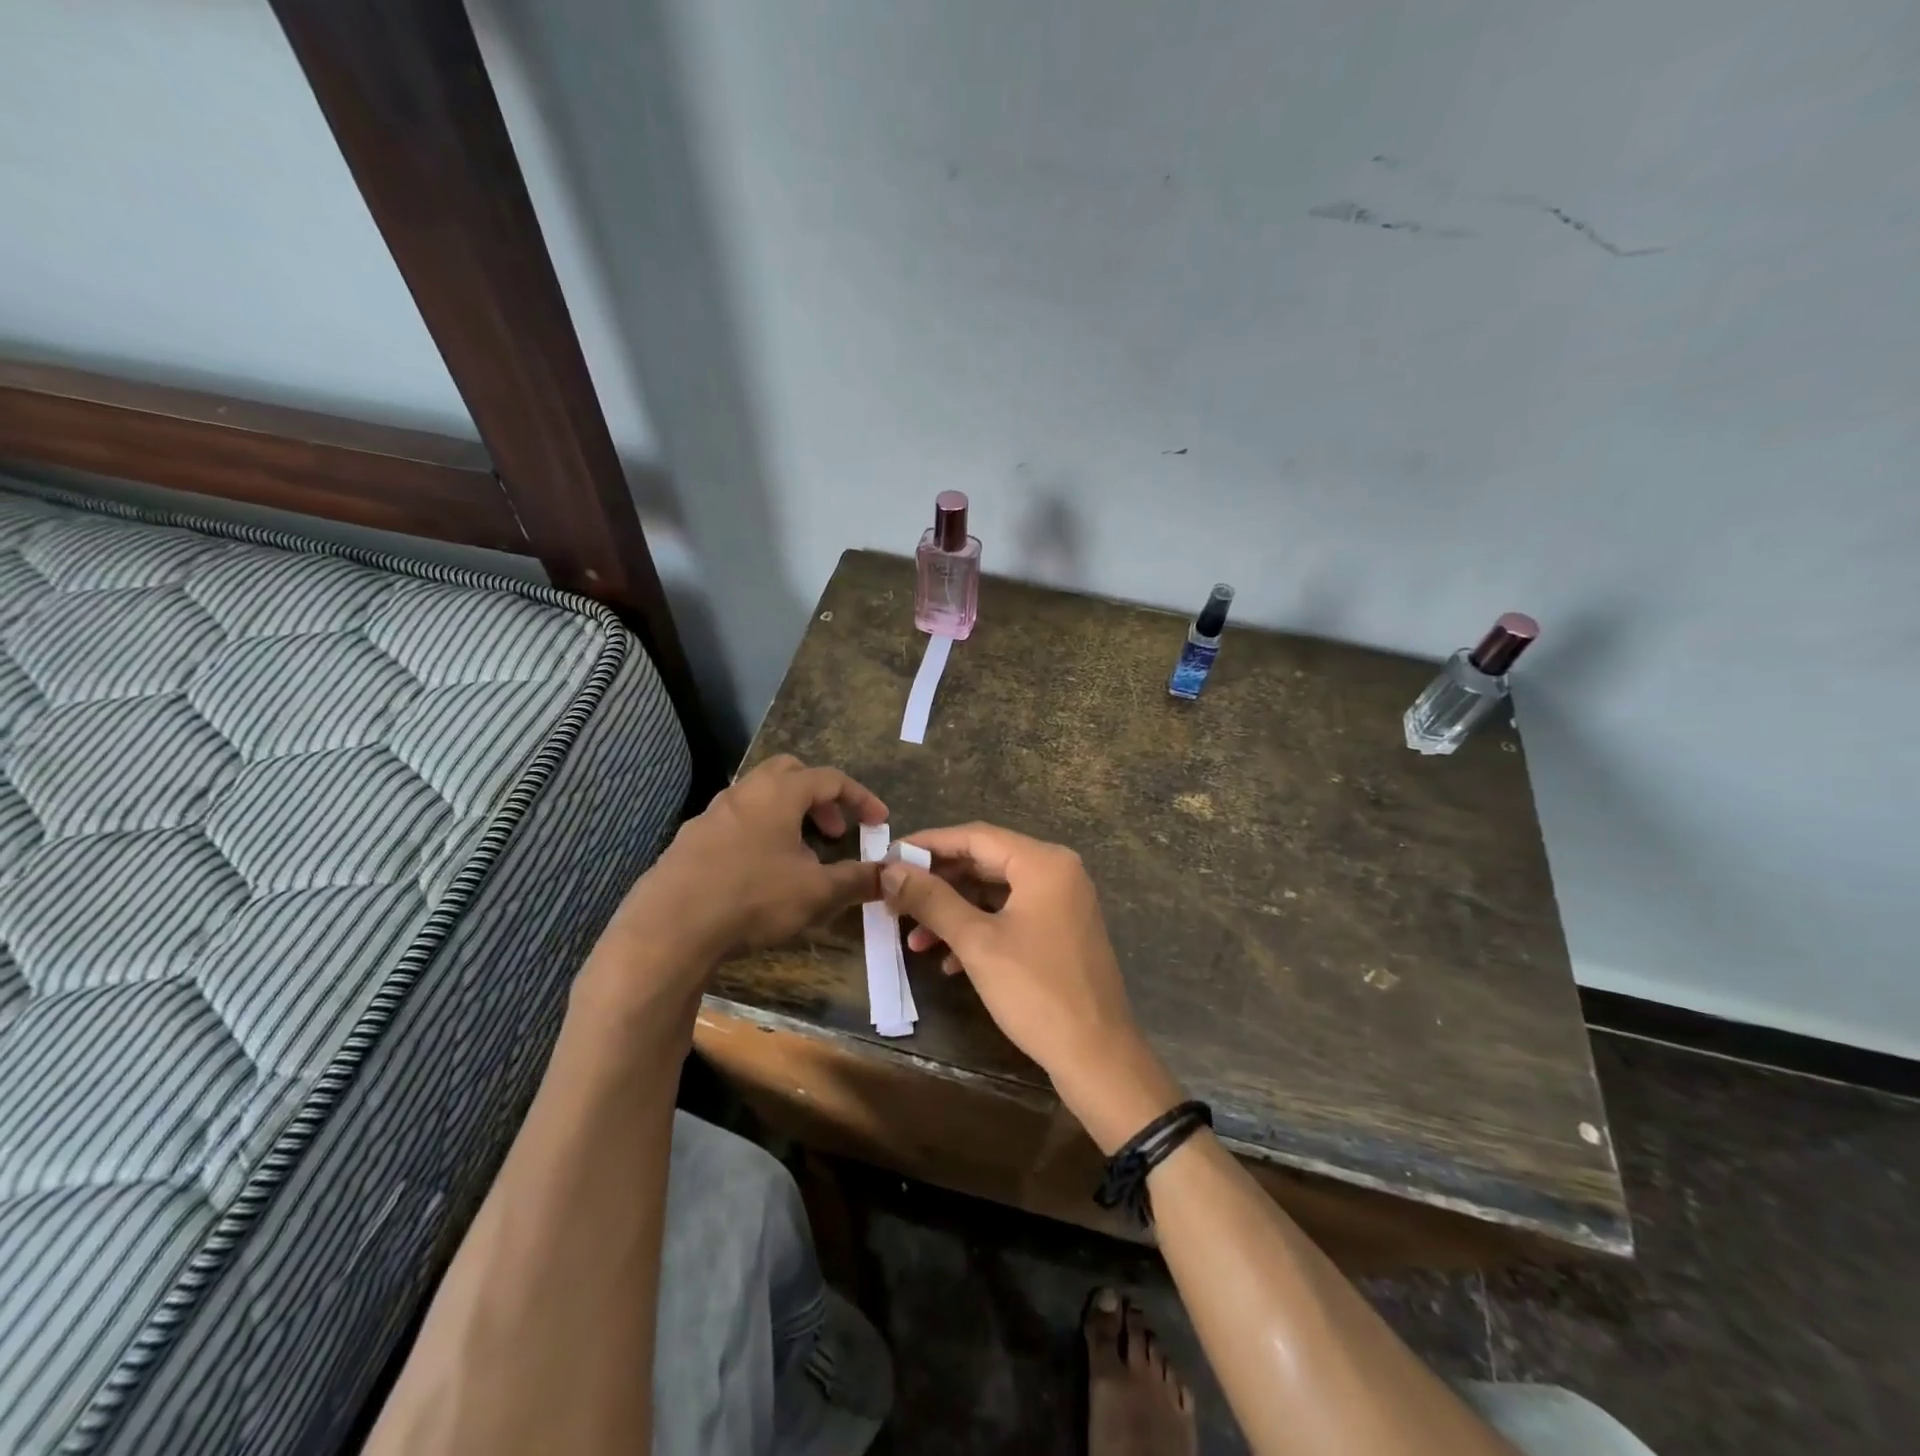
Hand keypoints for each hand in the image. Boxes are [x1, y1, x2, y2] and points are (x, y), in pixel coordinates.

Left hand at [613, 755, 887, 971]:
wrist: (669, 928)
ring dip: (786, 817)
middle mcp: (744, 792)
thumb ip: (856, 880)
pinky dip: (758, 835)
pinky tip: (758, 874)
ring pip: (758, 798)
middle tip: (832, 830)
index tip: (879, 821)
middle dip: (818, 797)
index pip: (831, 779)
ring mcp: (711, 814)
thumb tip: (889, 876)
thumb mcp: (816, 893)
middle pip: (789, 773)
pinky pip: (734, 823)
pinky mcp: (689, 841)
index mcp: (779, 793)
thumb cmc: (753, 897)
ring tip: (799, 856)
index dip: (860, 798)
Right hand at [880, 823, 1182, 1152]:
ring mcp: (1062, 903)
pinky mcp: (1061, 932)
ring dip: (953, 913)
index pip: (974, 836)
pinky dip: (979, 931)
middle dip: (938, 884)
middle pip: (984, 862)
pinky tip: (948, 961)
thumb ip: (932, 900)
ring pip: (995, 893)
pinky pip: (1011, 916)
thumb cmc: (1036, 992)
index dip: (927, 844)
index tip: (888, 857)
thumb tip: (890, 871)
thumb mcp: (977, 943)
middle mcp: (1057, 872)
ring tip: (913, 940)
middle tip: (895, 900)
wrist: (1097, 1058)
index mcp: (1043, 862)